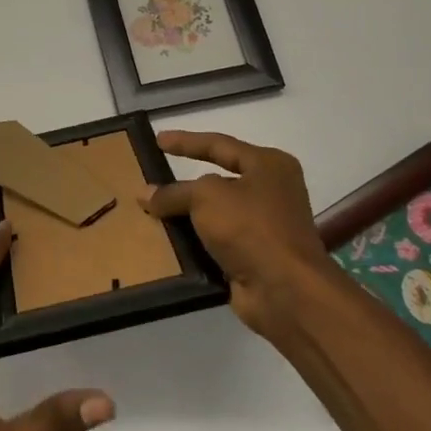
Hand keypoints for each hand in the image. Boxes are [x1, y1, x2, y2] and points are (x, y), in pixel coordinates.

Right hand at [141, 130, 332, 336]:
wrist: (285, 290)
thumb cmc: (250, 227)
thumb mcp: (206, 197)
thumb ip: (175, 192)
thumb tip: (145, 194)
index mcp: (268, 165)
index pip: (219, 145)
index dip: (186, 141)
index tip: (157, 140)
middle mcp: (271, 191)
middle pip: (218, 180)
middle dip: (184, 183)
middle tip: (152, 178)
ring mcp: (265, 226)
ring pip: (215, 214)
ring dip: (186, 216)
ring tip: (150, 212)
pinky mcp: (255, 256)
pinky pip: (216, 242)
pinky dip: (194, 242)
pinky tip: (166, 242)